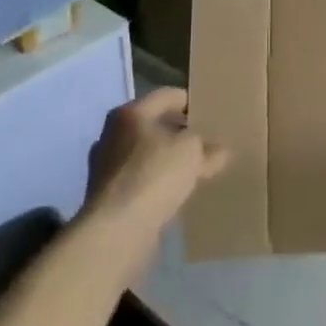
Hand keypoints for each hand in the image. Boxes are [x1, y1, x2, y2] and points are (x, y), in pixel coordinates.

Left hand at [85, 88, 229, 249]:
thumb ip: (207, 147)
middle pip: (153, 126)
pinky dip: (156, 184)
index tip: (211, 113)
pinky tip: (175, 194)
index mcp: (130, 113)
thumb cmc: (154, 175)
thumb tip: (219, 151)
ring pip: (145, 155)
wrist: (116, 230)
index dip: (191, 102)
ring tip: (193, 170)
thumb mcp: (192, 152)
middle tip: (205, 142)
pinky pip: (139, 181)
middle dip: (179, 133)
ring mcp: (106, 167)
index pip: (167, 96)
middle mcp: (112, 134)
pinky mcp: (106, 197)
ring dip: (167, 160)